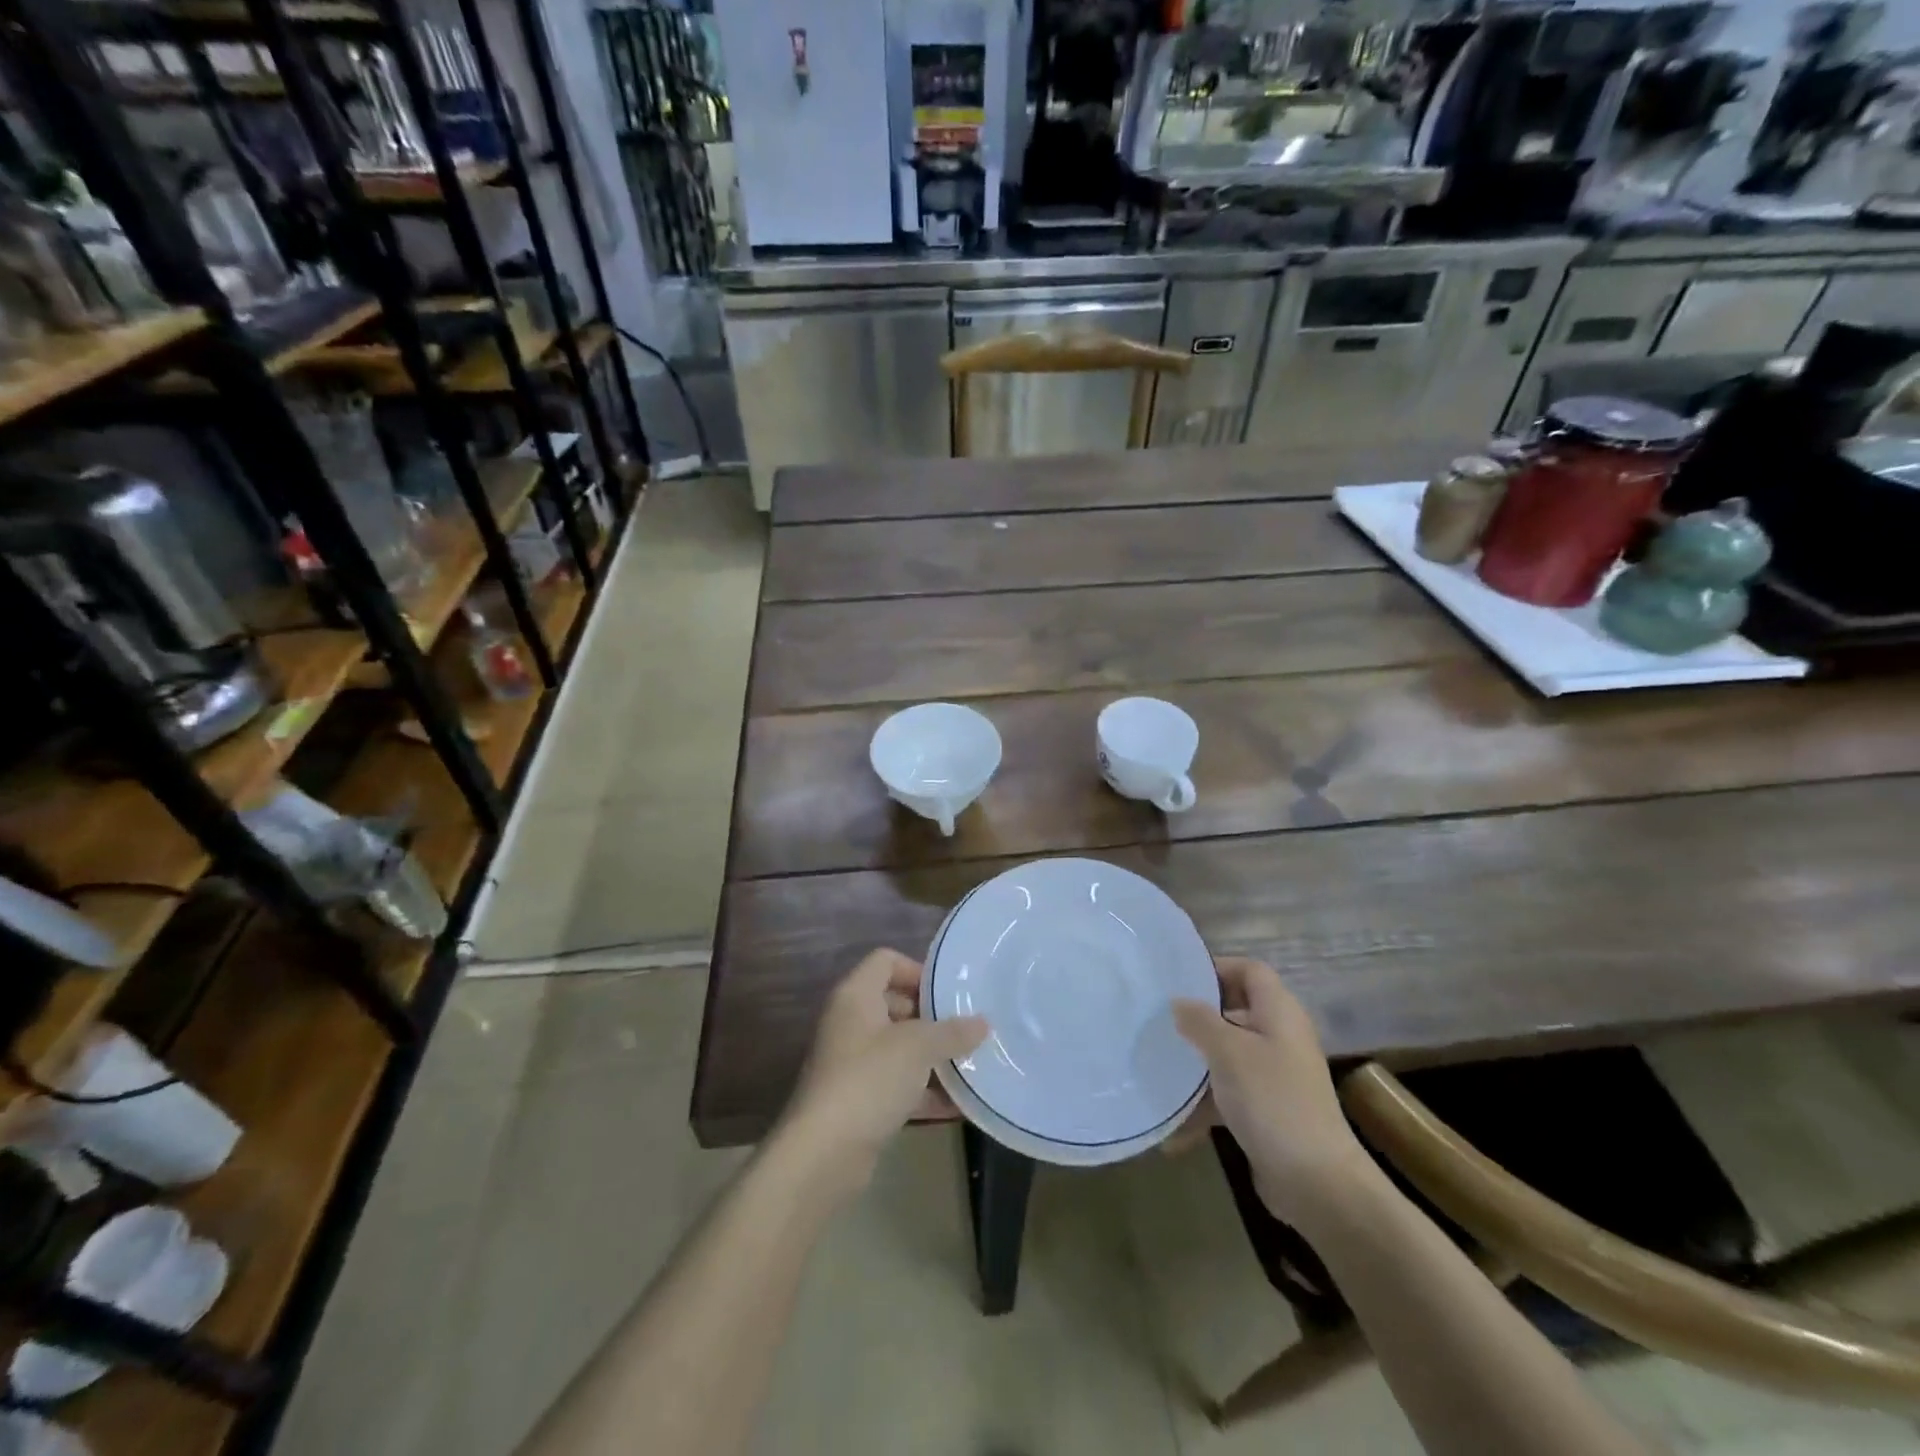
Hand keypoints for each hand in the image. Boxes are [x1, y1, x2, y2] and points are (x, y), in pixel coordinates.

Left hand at [778, 949, 988, 1195]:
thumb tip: (983, 1023)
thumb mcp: (918, 1048)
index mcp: (856, 996)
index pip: (886, 960)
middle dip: (931, 1017)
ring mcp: (852, 1063)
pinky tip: (958, 1105)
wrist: (823, 1153)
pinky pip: (896, 1083)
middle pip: (894, 1003)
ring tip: (970, 1065)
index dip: (917, 971)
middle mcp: (850, 1022)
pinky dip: (923, 1091)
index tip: (948, 995)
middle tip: (965, 1030)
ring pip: (898, 1047)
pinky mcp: (858, 1100)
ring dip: (931, 1056)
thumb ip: (952, 1032)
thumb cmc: (870, 1079)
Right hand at [1169, 957, 1372, 1227]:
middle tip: (1160, 1020)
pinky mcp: (1268, 1111)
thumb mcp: (1228, 1051)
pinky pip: (1230, 1095)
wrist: (1317, 1182)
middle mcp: (1280, 1038)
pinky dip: (1205, 1107)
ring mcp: (1276, 1076)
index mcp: (1279, 1013)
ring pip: (1229, 1056)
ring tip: (1157, 1068)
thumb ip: (1199, 1020)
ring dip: (1197, 1064)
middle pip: (1236, 1012)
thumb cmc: (1272, 1100)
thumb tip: (1179, 1002)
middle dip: (1198, 1017)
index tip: (1179, 980)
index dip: (1217, 968)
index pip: (1250, 970)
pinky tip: (1173, 1131)